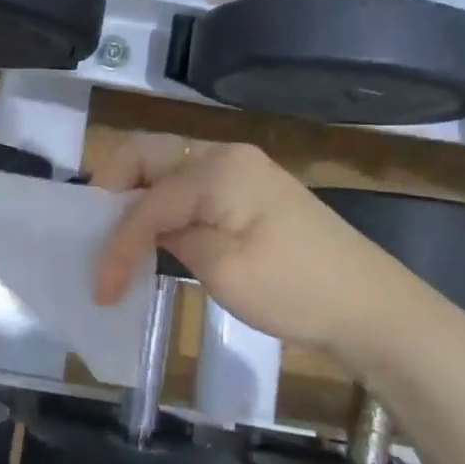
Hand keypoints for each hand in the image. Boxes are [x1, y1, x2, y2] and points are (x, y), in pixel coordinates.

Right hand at [90, 134, 414, 354]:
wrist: (372, 308)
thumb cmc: (295, 288)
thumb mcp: (222, 268)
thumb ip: (170, 239)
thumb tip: (144, 233)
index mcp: (217, 169)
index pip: (146, 201)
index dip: (114, 243)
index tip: (98, 287)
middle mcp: (224, 155)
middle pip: (146, 157)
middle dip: (111, 192)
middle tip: (91, 234)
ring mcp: (239, 171)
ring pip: (165, 170)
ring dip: (134, 198)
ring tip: (115, 239)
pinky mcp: (248, 192)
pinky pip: (188, 188)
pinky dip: (162, 207)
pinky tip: (154, 237)